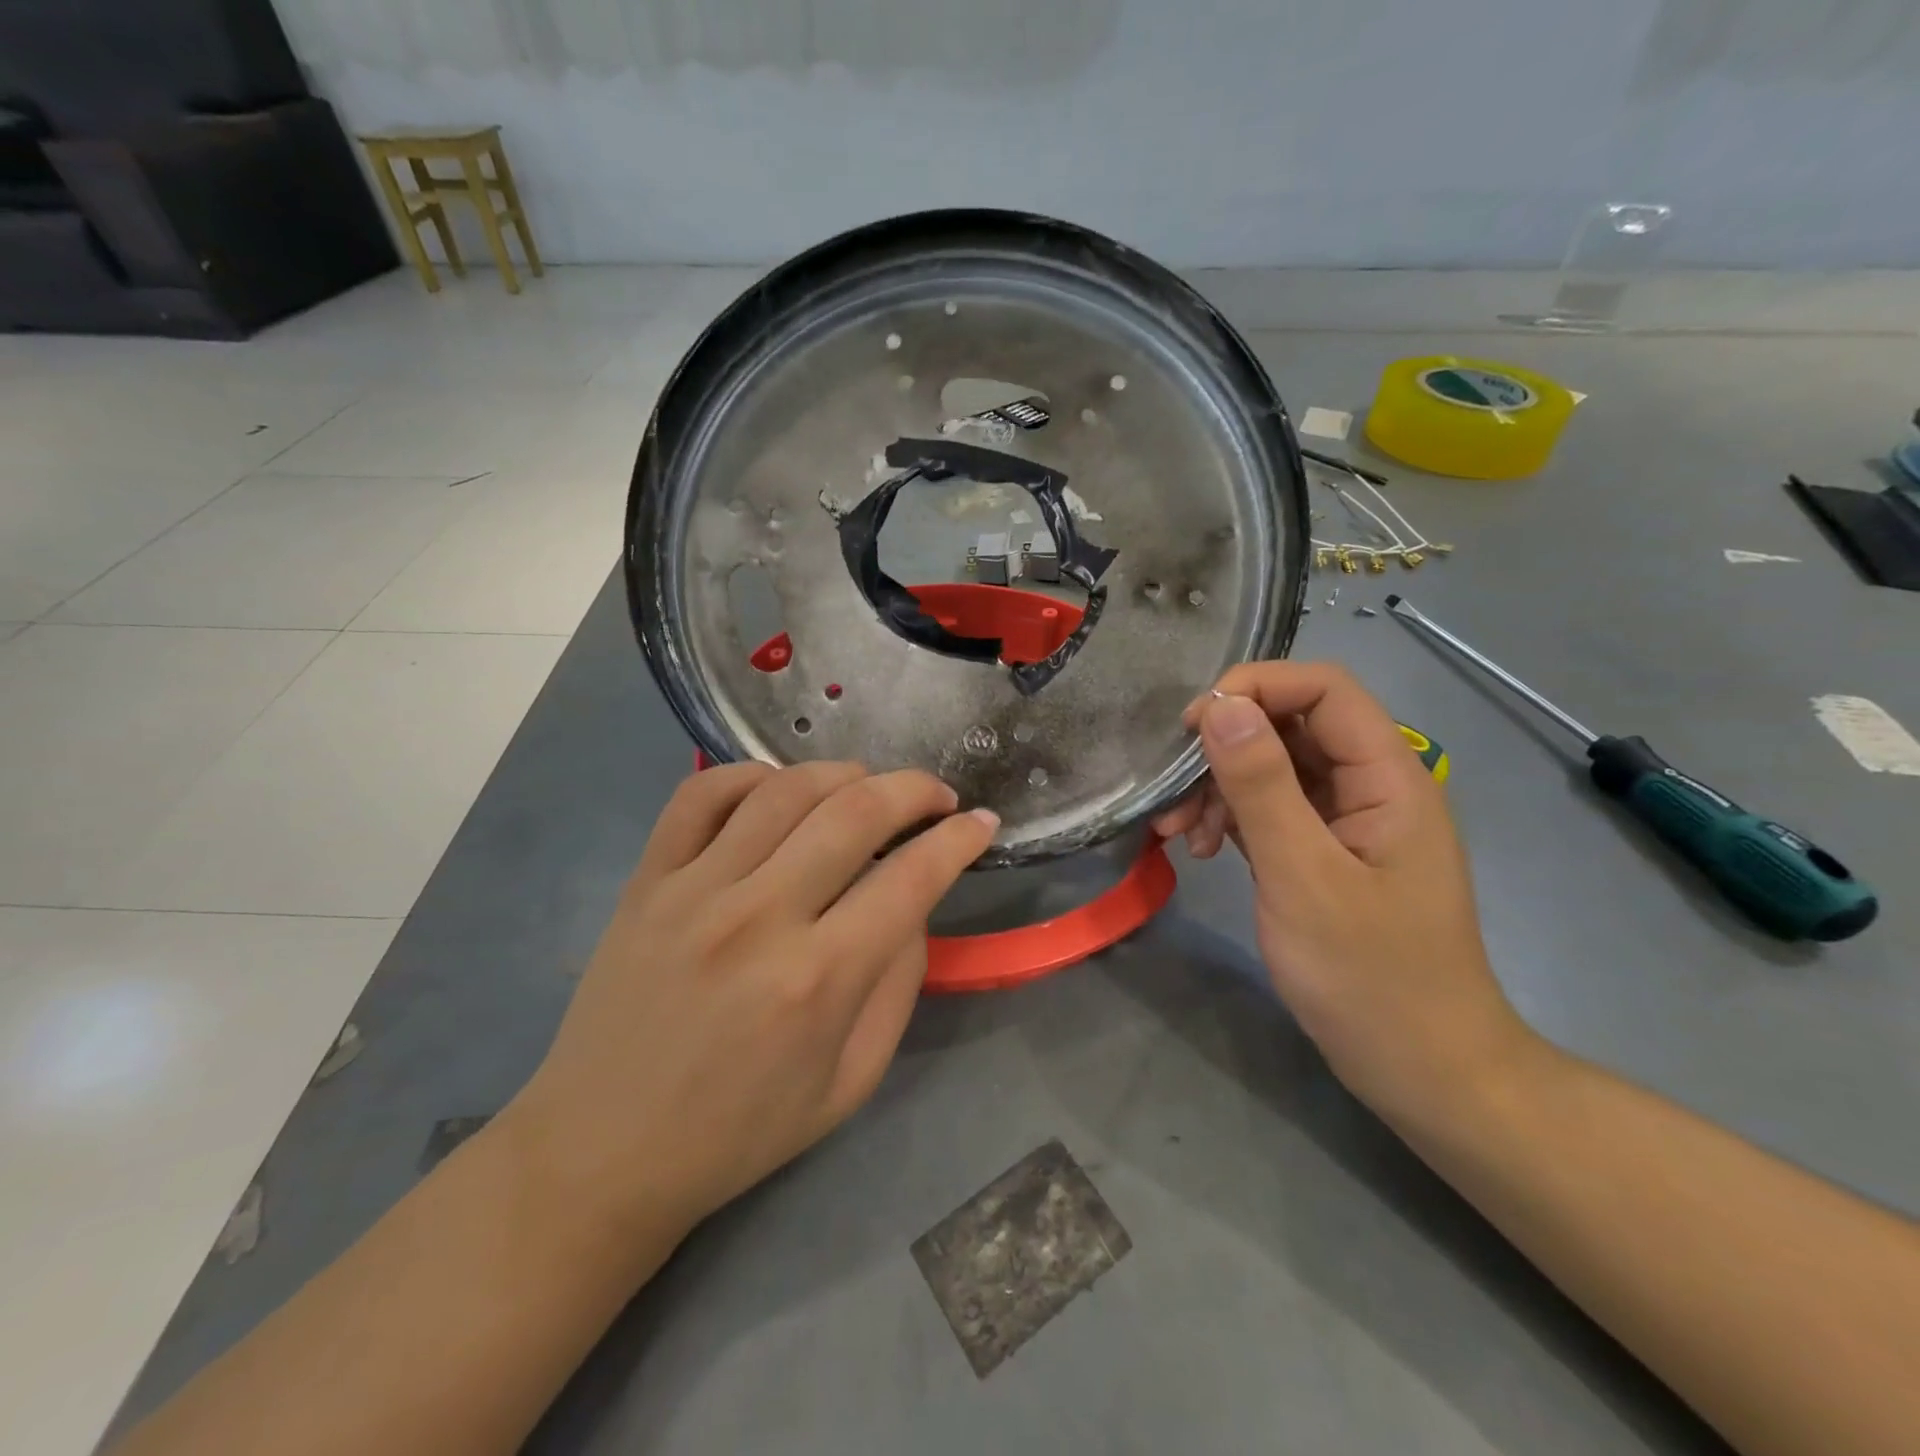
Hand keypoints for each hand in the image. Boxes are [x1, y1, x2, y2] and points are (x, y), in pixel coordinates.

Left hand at [506, 762, 996, 1246]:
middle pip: (855, 812)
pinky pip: (700, 794)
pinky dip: (750, 774)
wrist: (603, 1151)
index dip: (960, 841)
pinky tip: (778, 790)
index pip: (912, 878)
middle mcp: (759, 918)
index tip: (983, 823)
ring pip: (784, 789)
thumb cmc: (740, 1131)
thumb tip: (915, 901)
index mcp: (818, 981)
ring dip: (844, 773)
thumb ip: (896, 983)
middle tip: (937, 796)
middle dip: (914, 789)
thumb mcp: (851, 1081)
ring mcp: (694, 890)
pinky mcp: (646, 880)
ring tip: (867, 787)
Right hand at [1155, 663, 1539, 1128]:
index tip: (1192, 727)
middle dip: (1224, 749)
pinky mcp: (1323, 853)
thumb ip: (1261, 786)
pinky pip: (1270, 811)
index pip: (1323, 689)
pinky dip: (1230, 820)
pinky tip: (1201, 848)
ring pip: (1273, 769)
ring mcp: (1346, 821)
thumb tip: (1218, 706)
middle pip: (1291, 727)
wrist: (1423, 1072)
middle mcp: (1370, 786)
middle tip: (1172, 792)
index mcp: (1388, 777)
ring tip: (1177, 834)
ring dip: (1218, 789)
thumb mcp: (1303, 876)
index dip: (1255, 688)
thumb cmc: (1370, 977)